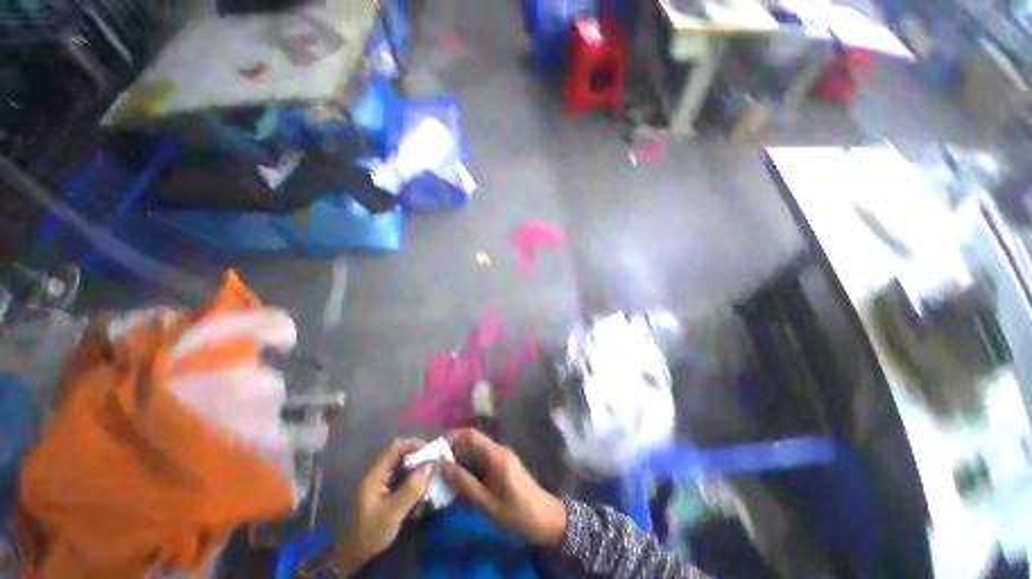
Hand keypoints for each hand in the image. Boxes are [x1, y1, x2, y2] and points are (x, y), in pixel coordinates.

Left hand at [335, 439, 433, 573]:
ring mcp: (383, 484)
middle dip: (419, 459)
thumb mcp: (393, 513)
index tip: (431, 451)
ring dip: (419, 472)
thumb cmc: (371, 532)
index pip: (396, 448)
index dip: (414, 445)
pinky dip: (415, 483)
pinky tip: (423, 493)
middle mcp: (379, 475)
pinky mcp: (387, 493)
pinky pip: (404, 480)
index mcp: (376, 475)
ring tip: (432, 480)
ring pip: (405, 468)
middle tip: (435, 465)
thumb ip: (411, 489)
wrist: (355, 555)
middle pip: (402, 457)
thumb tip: (431, 465)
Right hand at [443, 429, 566, 546]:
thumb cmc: (516, 511)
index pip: (471, 435)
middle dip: (453, 449)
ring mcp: (501, 457)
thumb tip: (444, 464)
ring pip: (476, 451)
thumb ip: (465, 483)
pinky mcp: (502, 465)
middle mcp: (498, 450)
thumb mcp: (487, 502)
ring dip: (460, 458)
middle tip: (434, 463)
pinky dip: (469, 466)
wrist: (544, 517)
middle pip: (472, 441)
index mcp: (496, 454)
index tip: (435, 448)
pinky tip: (459, 479)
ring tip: (442, 472)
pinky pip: (482, 459)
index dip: (453, 436)